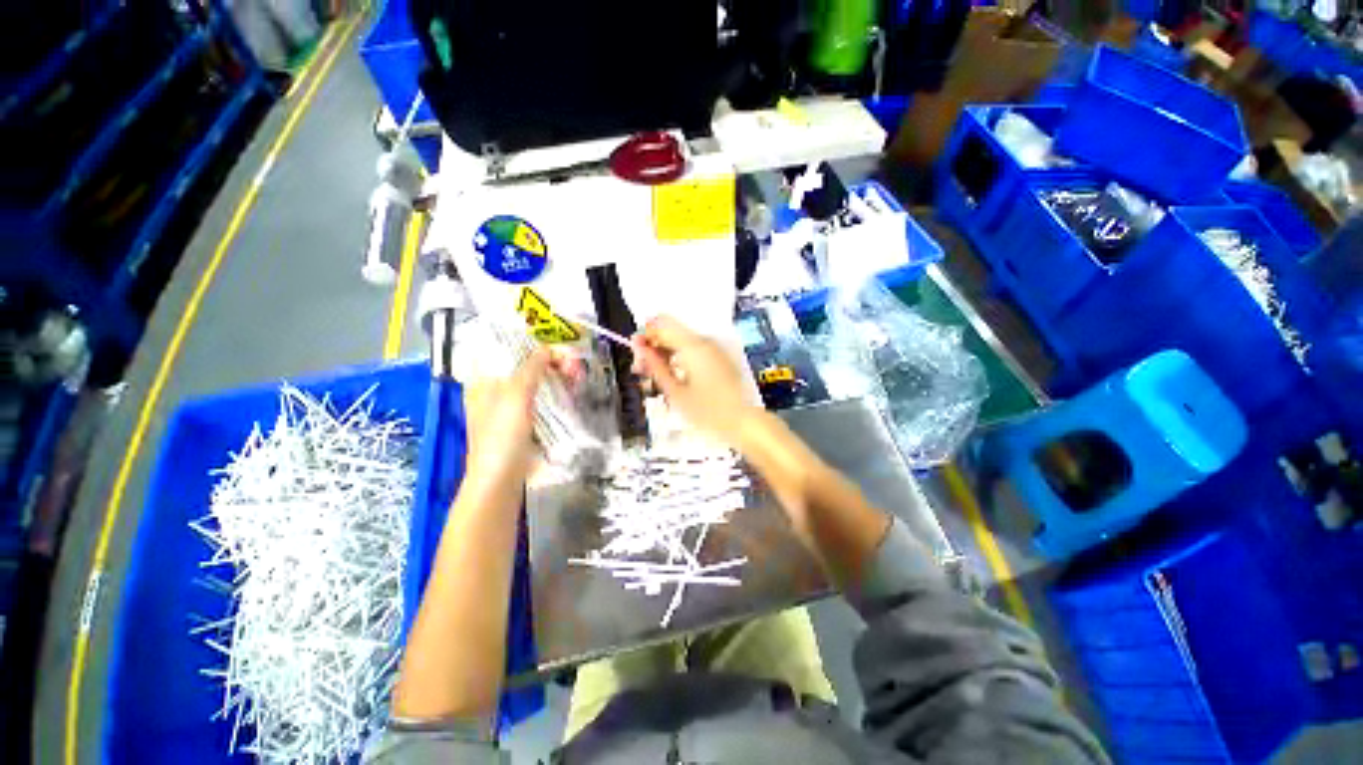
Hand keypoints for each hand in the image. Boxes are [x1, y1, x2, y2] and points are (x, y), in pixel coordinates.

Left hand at [462, 348, 570, 485]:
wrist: (502, 480)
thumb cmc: (502, 434)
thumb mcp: (515, 395)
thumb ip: (531, 368)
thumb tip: (547, 348)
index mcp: (483, 381)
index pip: (504, 351)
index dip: (528, 344)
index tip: (554, 344)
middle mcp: (494, 391)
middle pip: (522, 366)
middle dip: (548, 361)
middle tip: (572, 363)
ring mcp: (509, 408)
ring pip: (534, 383)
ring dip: (554, 376)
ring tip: (575, 375)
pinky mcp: (523, 423)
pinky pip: (540, 400)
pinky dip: (554, 392)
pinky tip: (569, 391)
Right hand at [631, 316, 757, 444]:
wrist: (743, 423)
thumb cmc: (708, 412)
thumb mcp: (675, 392)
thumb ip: (655, 366)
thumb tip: (639, 347)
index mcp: (693, 346)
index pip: (662, 324)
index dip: (645, 335)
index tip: (636, 354)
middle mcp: (705, 342)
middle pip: (671, 333)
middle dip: (653, 348)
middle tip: (640, 371)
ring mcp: (714, 350)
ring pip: (681, 343)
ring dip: (665, 355)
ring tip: (654, 379)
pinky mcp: (719, 359)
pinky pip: (694, 352)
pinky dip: (680, 360)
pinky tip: (672, 379)